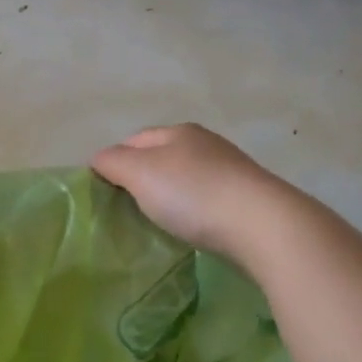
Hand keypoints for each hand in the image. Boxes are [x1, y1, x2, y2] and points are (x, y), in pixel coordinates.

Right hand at [91, 124, 298, 272]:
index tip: (104, 192)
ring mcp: (230, 171)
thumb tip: (98, 160)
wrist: (263, 225)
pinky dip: (194, 212)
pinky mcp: (247, 199)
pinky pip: (208, 201)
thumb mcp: (140, 172)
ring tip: (158, 223)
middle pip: (163, 158)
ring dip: (171, 197)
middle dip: (144, 179)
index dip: (115, 161)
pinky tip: (192, 230)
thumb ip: (113, 162)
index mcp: (178, 131)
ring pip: (187, 179)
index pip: (135, 139)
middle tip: (127, 210)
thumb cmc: (193, 193)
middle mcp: (205, 144)